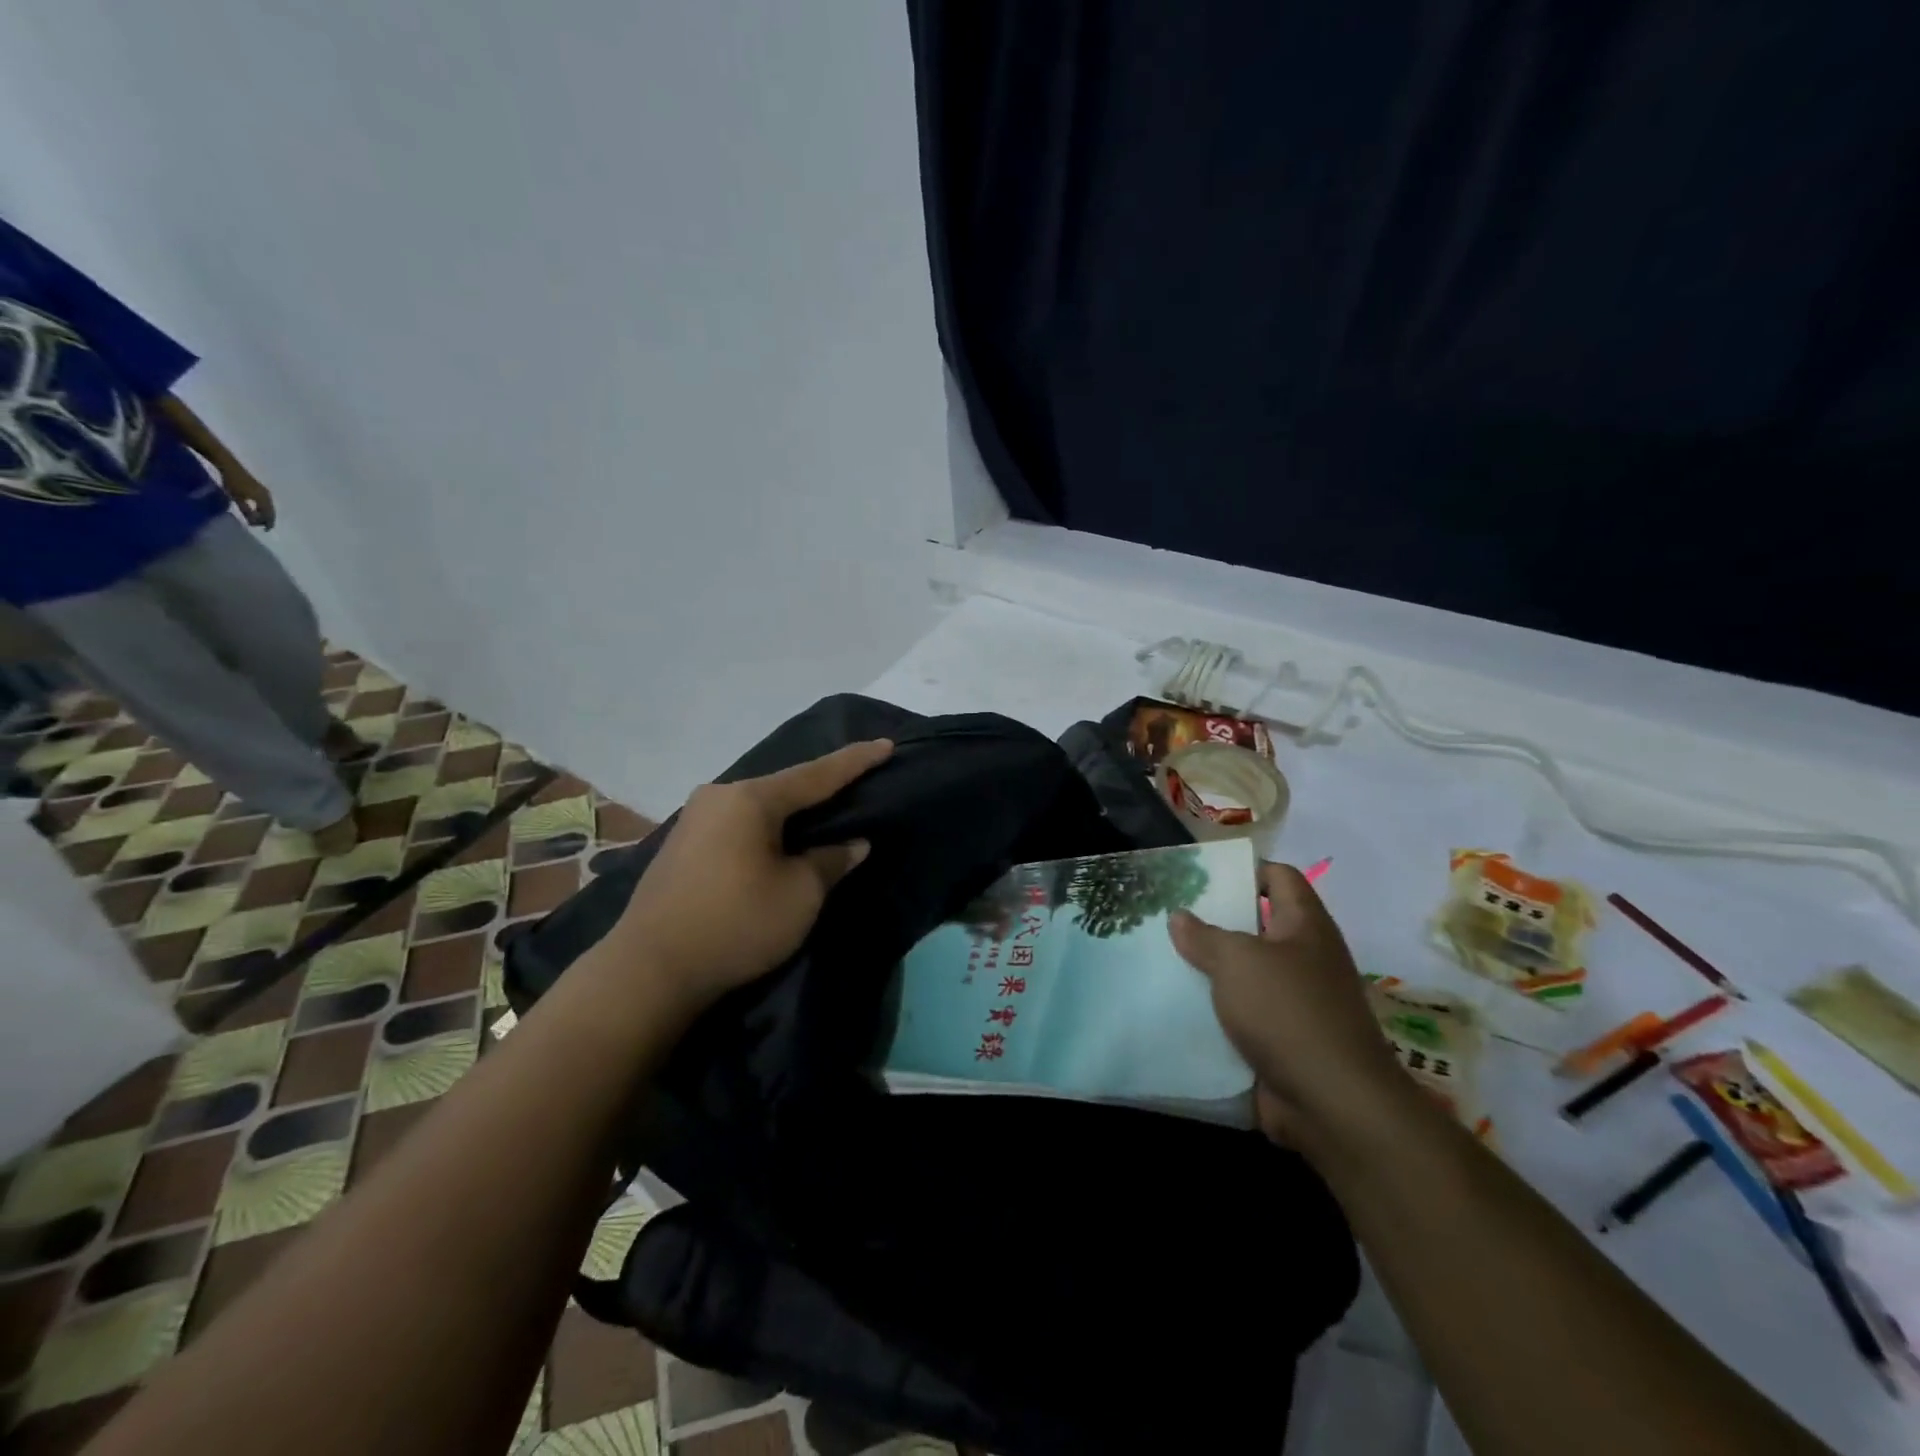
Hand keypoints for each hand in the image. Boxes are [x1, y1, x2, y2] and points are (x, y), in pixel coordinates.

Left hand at [223, 468, 276, 528]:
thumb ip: (246, 510)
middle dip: (267, 519)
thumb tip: (252, 520)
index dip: (268, 523)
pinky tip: (258, 508)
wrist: (230, 466)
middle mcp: (268, 496)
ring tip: (260, 518)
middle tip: (261, 525)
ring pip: (269, 506)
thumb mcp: (237, 498)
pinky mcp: (260, 489)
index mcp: (263, 500)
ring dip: (265, 513)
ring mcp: (265, 492)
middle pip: (271, 511)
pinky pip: (266, 501)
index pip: (269, 515)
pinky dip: (264, 507)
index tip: (265, 530)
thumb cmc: (232, 482)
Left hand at [616, 740, 892, 1011]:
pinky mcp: (681, 845)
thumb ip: (831, 861)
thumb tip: (852, 844)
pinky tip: (776, 840)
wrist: (649, 971)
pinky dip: (764, 828)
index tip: (886, 744)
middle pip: (783, 787)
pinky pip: (737, 824)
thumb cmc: (736, 925)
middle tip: (856, 783)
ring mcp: (694, 819)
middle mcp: (719, 796)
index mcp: (751, 799)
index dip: (856, 761)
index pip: (817, 774)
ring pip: (758, 806)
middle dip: (820, 787)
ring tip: (820, 814)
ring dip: (790, 812)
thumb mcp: (800, 895)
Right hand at [1170, 862, 1409, 1149]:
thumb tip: (1179, 916)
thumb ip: (1204, 936)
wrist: (1333, 1104)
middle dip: (1214, 921)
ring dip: (1210, 970)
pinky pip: (1243, 1015)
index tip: (1201, 877)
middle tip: (1168, 917)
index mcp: (1304, 926)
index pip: (1279, 877)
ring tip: (1162, 958)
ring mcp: (1296, 1002)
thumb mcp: (1238, 961)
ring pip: (1245, 973)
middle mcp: (1305, 958)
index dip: (1245, 869)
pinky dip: (1215, 1011)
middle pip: (1256, 925)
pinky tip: (1177, 1006)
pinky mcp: (1283, 1040)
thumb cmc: (1288, 1012)